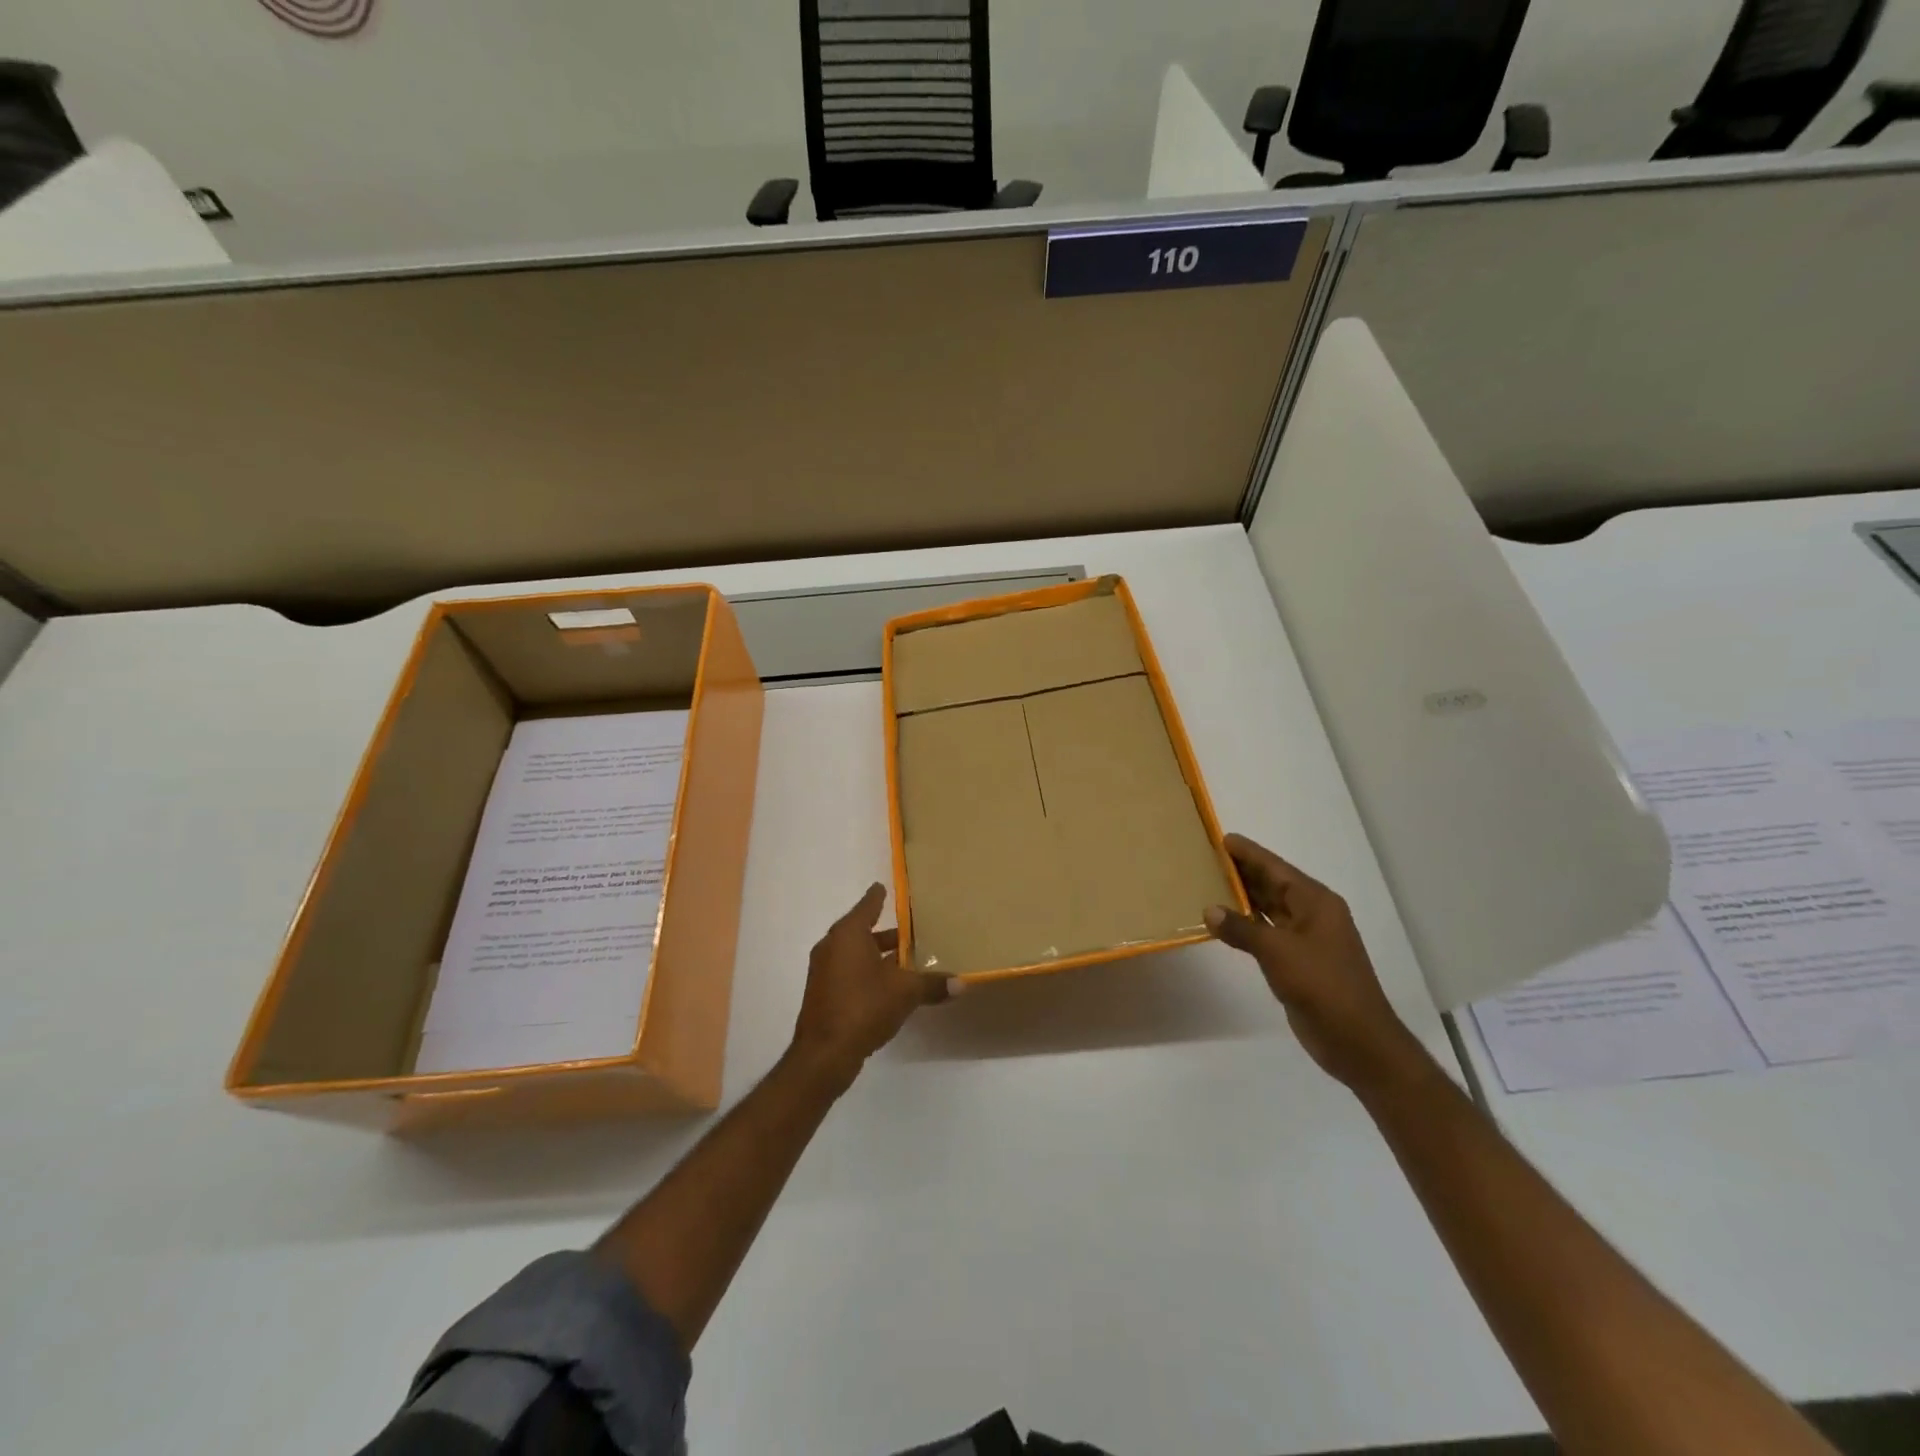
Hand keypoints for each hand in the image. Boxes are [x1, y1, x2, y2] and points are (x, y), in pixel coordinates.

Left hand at [789, 884, 954, 1090]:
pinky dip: (867, 972)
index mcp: (848, 934)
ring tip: (905, 960)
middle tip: (910, 930)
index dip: (878, 896)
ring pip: (855, 953)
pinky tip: (888, 986)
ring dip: (877, 955)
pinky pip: (849, 972)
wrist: (824, 1054)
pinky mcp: (823, 993)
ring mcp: (824, 971)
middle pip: (861, 930)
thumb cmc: (864, 1007)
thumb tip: (963, 983)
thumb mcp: (905, 993)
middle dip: (885, 932)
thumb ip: (933, 984)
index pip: (867, 905)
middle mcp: (832, 946)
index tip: (883, 886)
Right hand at [1206, 833, 1426, 1094]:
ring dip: (1243, 898)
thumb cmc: (1322, 986)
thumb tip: (1210, 910)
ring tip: (1209, 883)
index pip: (1276, 869)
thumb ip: (1243, 929)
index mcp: (1316, 903)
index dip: (1249, 853)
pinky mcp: (1298, 962)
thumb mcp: (1278, 953)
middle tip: (1207, 857)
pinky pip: (1268, 933)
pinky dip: (1247, 925)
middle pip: (1273, 885)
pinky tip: (1224, 922)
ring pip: (1269, 909)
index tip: (1222, 838)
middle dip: (1243, 872)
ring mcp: (1307, 939)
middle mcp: (1313, 915)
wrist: (1357, 1041)